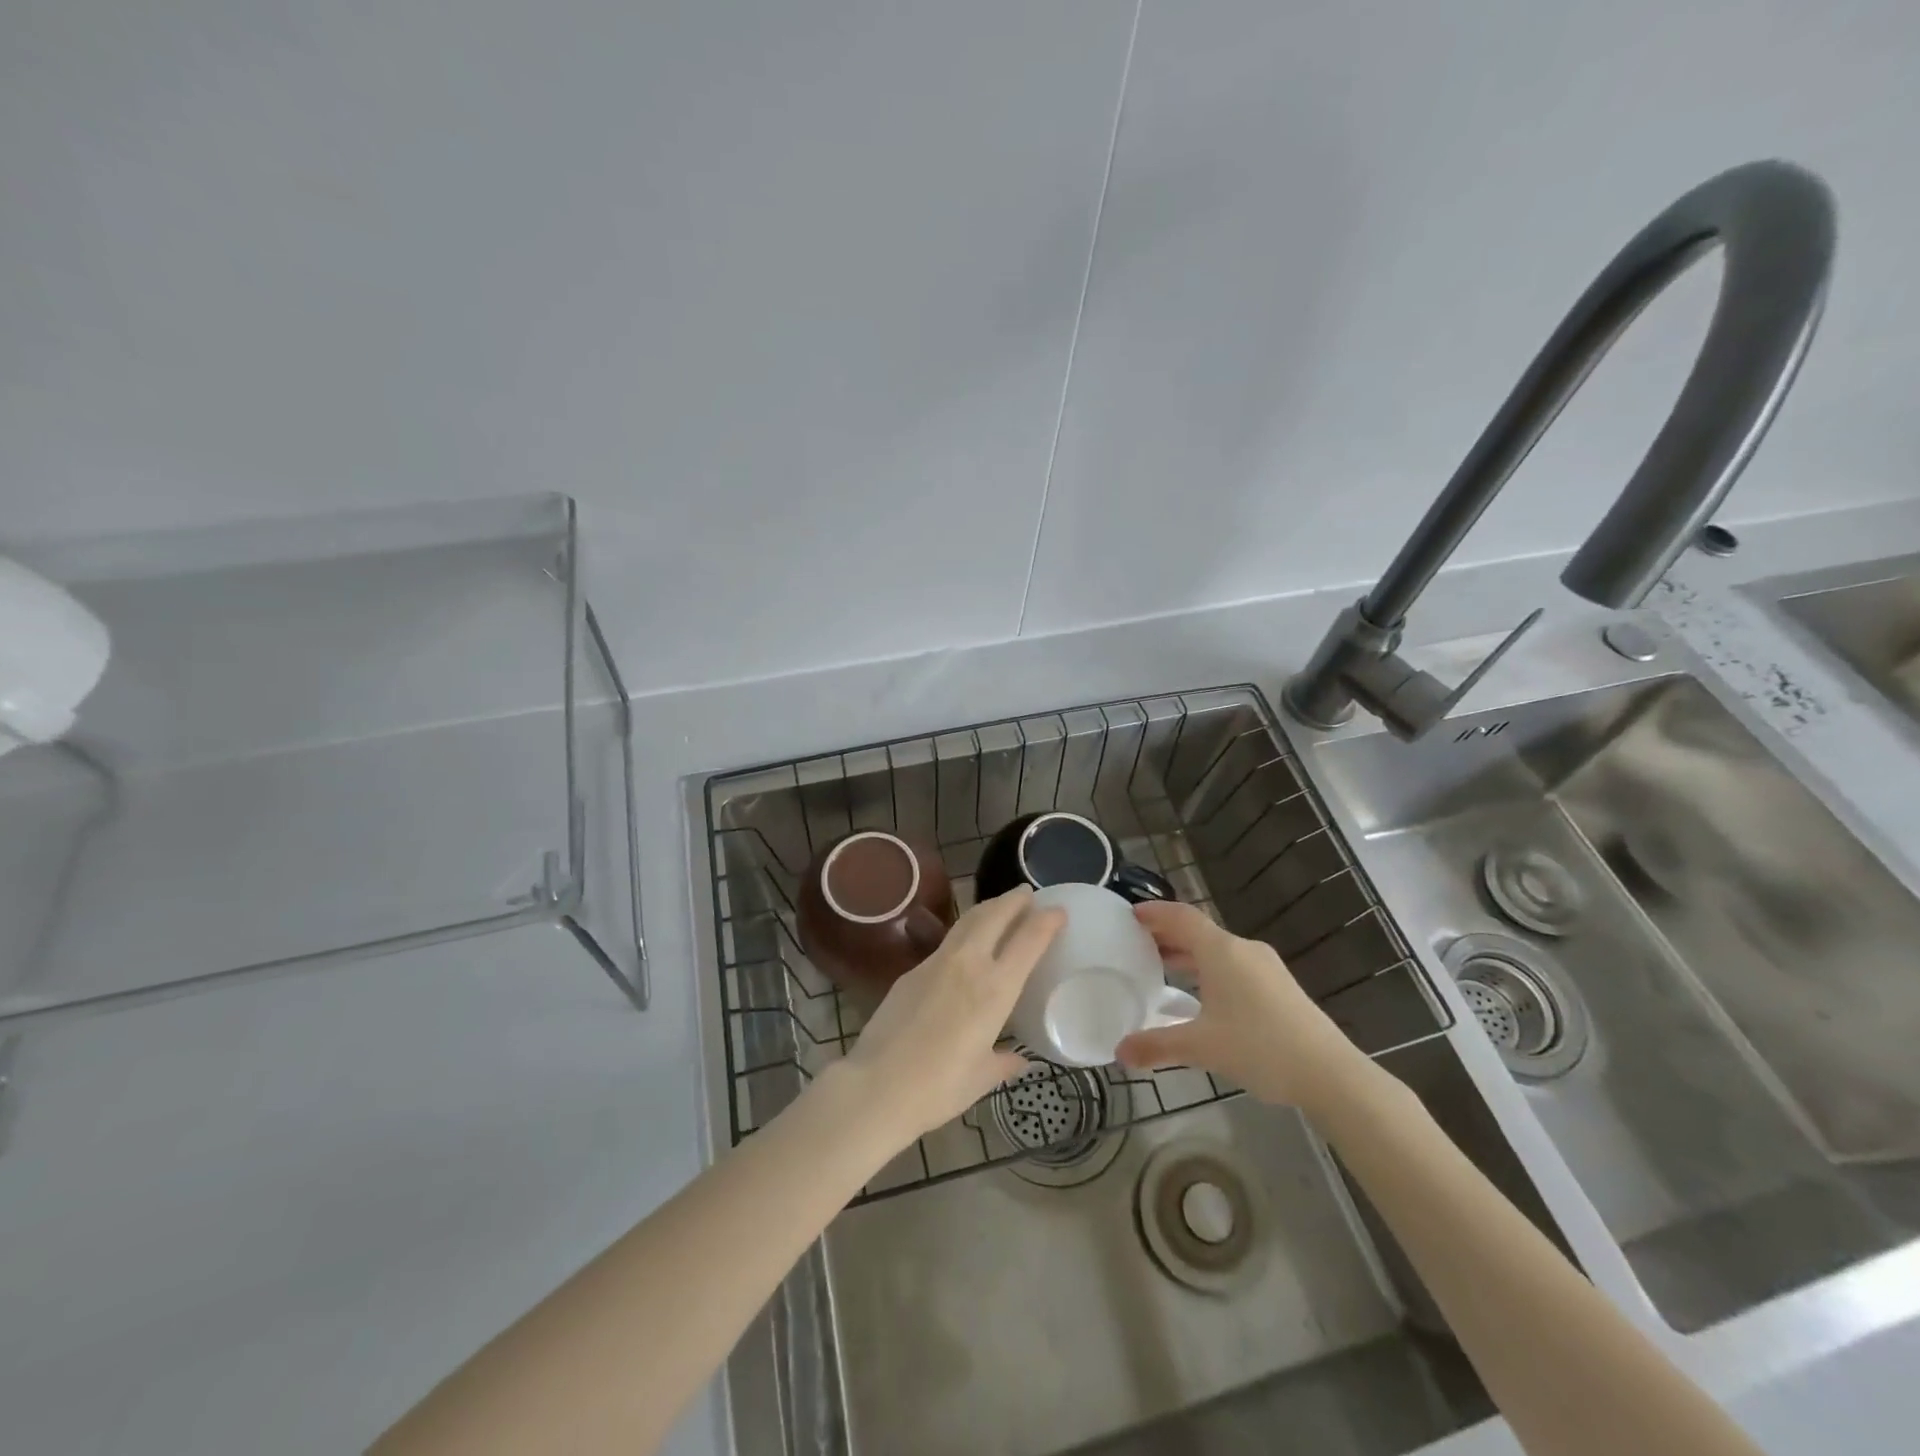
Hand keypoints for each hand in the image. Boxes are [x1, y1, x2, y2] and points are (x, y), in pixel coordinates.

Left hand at [833, 887, 1063, 1147]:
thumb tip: (1019, 1059)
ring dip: (988, 908)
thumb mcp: (981, 1077)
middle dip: (1014, 900)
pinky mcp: (911, 970)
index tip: (1058, 911)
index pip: (1028, 941)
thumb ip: (1003, 1063)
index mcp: (995, 989)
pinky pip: (946, 943)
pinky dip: (963, 933)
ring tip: (999, 907)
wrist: (877, 1084)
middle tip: (1027, 894)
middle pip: (995, 915)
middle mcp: (968, 964)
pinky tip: (964, 947)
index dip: (1046, 921)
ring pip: (967, 921)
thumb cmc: (939, 1087)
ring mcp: (936, 963)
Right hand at [1115, 900, 1365, 1114]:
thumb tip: (1119, 1051)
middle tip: (1137, 943)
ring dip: (1189, 953)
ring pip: (1217, 949)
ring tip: (1162, 967)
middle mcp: (1243, 949)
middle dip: (1167, 934)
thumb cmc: (1260, 1048)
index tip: (1130, 915)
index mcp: (1222, 951)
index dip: (1155, 912)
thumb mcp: (1201, 1047)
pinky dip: (1208, 968)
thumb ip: (1158, 1045)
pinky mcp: (1279, 986)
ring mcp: (1265, 967)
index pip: (1181, 917)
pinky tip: (1201, 994)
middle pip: (1198, 931)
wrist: (1330, 1074)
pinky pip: (1233, 964)